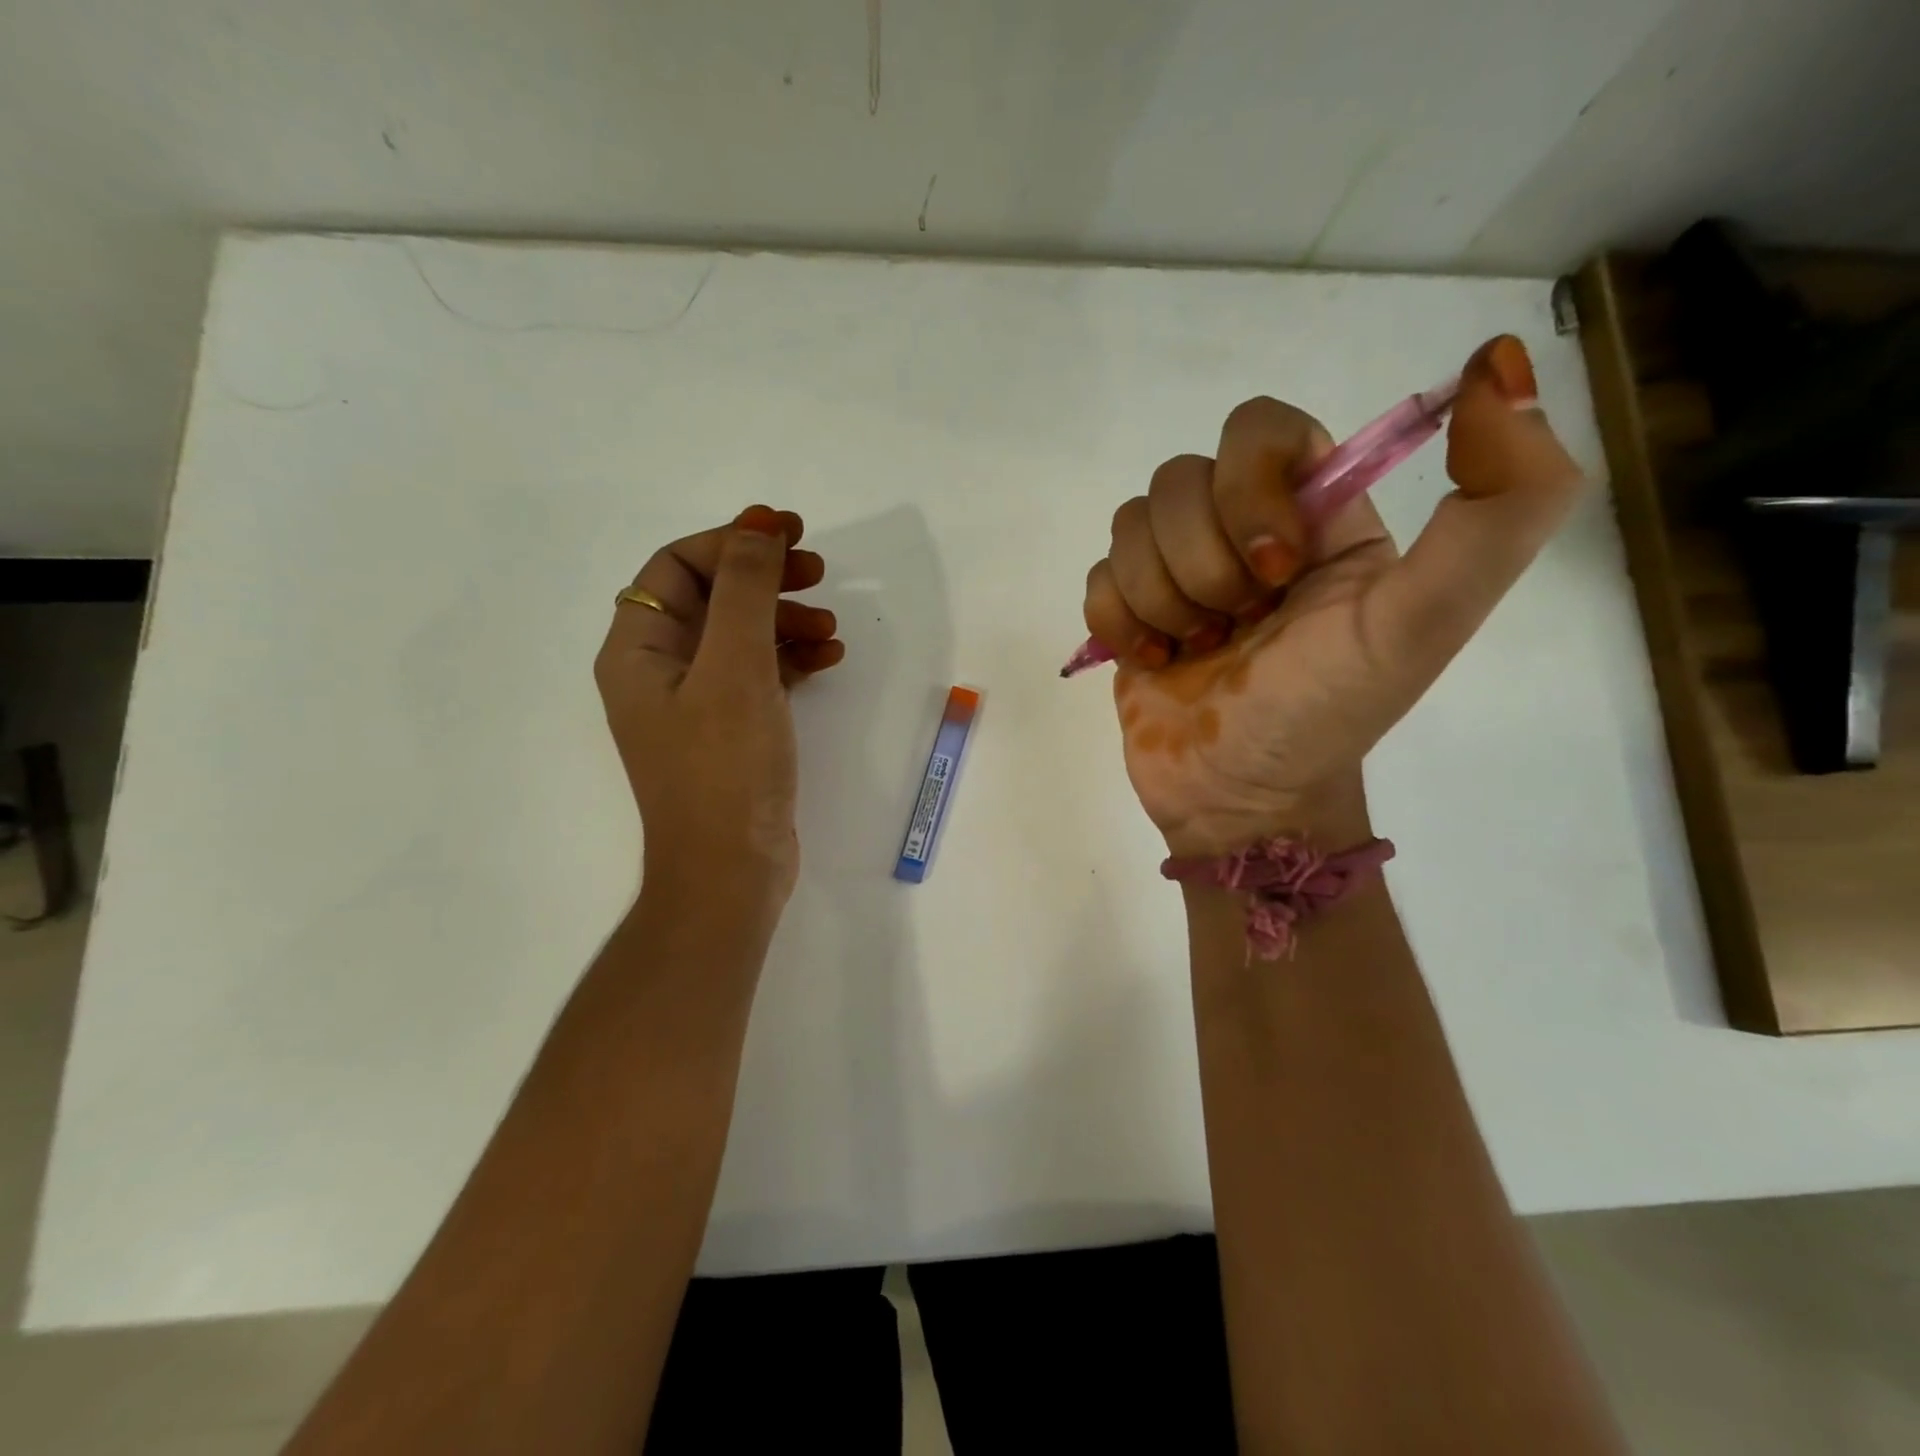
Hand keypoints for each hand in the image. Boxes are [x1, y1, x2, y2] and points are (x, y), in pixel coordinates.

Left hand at [595, 506, 845, 901]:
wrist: (731, 872)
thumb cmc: (725, 766)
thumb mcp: (735, 667)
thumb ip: (746, 590)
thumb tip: (757, 525)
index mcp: (638, 650)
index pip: (677, 567)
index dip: (731, 540)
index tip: (788, 532)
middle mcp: (659, 671)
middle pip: (712, 598)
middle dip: (765, 578)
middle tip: (819, 571)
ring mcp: (696, 704)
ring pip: (741, 636)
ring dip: (786, 620)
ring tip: (833, 627)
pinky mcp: (731, 731)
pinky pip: (759, 675)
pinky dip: (792, 659)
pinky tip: (830, 659)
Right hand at [1082, 335, 1584, 854]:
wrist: (1241, 800)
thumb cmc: (1326, 714)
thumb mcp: (1425, 621)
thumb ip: (1500, 506)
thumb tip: (1501, 358)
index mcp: (1317, 513)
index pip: (1260, 429)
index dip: (1249, 489)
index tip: (1274, 571)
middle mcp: (1243, 528)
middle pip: (1180, 477)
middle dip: (1201, 565)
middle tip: (1235, 628)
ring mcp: (1178, 569)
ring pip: (1132, 523)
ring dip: (1162, 600)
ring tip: (1195, 650)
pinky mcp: (1128, 608)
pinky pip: (1097, 576)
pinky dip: (1121, 622)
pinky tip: (1155, 659)